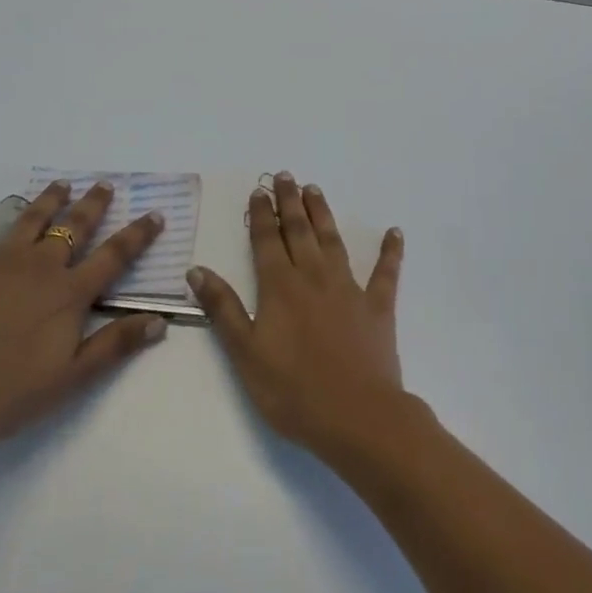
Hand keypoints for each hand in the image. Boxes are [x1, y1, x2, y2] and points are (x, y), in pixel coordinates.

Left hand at [0, 181, 168, 468]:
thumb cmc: (7, 393)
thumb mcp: (71, 378)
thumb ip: (115, 345)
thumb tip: (160, 320)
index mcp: (69, 292)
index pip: (114, 255)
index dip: (138, 234)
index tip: (155, 214)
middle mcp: (39, 265)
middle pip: (74, 225)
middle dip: (93, 204)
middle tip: (104, 185)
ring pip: (30, 218)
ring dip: (48, 199)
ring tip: (60, 186)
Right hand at [186, 173, 408, 459]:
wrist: (357, 417)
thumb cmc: (293, 391)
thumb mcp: (245, 354)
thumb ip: (222, 308)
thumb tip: (197, 270)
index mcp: (280, 287)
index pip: (267, 241)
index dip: (262, 215)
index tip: (258, 191)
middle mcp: (313, 277)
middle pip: (299, 231)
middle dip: (290, 202)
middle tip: (285, 175)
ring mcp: (349, 288)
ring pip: (333, 241)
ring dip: (323, 214)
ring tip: (315, 190)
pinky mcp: (377, 306)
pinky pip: (385, 272)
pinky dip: (390, 251)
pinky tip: (395, 232)